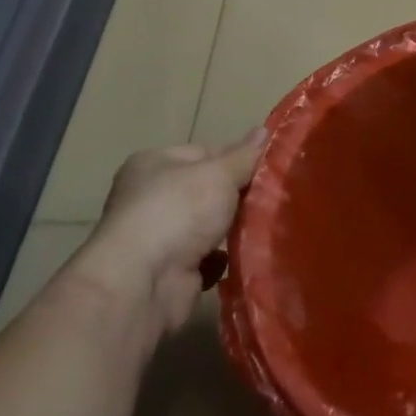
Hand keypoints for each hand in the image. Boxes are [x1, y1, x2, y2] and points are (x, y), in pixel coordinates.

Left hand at [67, 130, 265, 339]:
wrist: (144, 283)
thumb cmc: (178, 212)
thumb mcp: (218, 173)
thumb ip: (244, 156)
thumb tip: (264, 131)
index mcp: (154, 164)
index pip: (204, 153)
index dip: (237, 159)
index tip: (267, 168)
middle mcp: (150, 197)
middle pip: (207, 190)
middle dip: (237, 196)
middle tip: (272, 198)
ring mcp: (158, 236)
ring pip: (208, 225)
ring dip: (233, 228)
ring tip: (266, 226)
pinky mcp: (169, 270)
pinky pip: (206, 257)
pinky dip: (223, 258)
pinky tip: (245, 256)